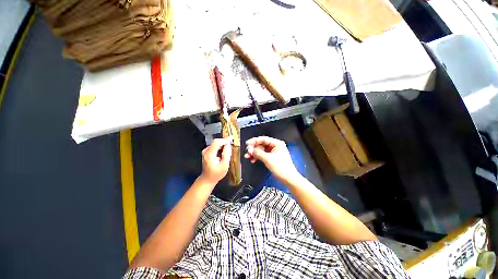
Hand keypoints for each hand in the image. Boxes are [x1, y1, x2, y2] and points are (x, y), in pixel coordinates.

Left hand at [200, 137, 231, 184]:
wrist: (207, 178)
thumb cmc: (217, 174)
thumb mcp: (224, 166)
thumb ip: (227, 154)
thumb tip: (228, 145)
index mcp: (210, 155)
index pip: (217, 142)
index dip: (225, 140)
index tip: (231, 138)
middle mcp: (206, 151)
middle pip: (216, 142)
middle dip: (224, 141)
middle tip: (231, 143)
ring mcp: (205, 151)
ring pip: (215, 143)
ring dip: (222, 144)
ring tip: (228, 149)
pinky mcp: (206, 152)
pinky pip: (214, 146)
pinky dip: (220, 147)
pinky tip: (223, 152)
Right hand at [244, 136, 299, 182]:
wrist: (288, 178)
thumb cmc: (280, 167)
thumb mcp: (268, 159)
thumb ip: (258, 153)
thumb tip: (250, 150)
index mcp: (277, 143)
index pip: (263, 139)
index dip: (254, 141)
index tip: (247, 144)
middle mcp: (275, 146)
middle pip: (261, 144)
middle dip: (254, 148)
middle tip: (247, 152)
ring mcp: (274, 152)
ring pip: (261, 150)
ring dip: (254, 153)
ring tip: (248, 157)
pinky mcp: (272, 157)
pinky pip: (263, 155)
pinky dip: (258, 157)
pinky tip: (253, 160)